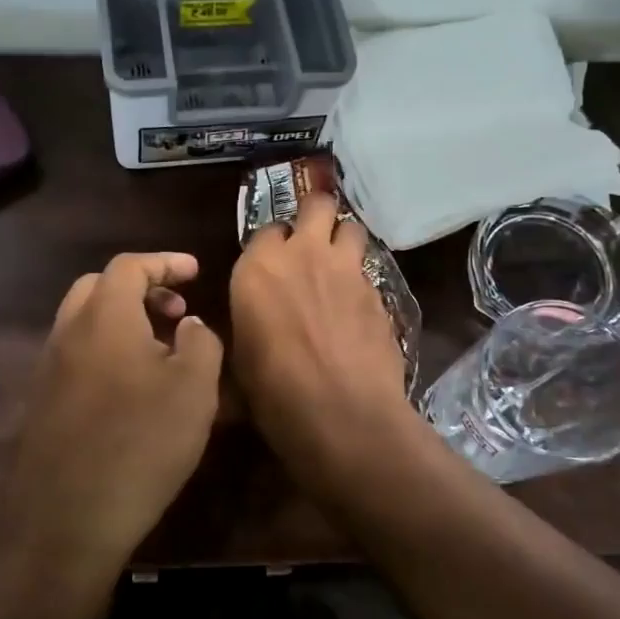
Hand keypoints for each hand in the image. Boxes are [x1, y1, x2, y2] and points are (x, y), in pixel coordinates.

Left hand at [0, 252, 222, 584]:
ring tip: (161, 349)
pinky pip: (78, 356)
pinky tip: (133, 388)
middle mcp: (68, 333)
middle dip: (141, 288)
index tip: (195, 271)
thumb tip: (190, 325)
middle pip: (100, 287)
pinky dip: (107, 350)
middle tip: (177, 311)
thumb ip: (201, 343)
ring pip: (86, 322)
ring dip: (123, 321)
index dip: (165, 262)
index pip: (130, 266)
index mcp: (104, 317)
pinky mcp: (43, 402)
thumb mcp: (193, 390)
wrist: (65, 519)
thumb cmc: (139, 444)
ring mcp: (49, 369)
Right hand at [230, 192, 416, 482]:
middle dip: (316, 213)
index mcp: (258, 268)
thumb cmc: (274, 392)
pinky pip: (368, 270)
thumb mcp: (240, 357)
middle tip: (313, 236)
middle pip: (317, 205)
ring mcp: (347, 270)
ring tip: (339, 264)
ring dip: (344, 240)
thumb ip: (247, 321)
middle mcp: (303, 255)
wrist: (342, 413)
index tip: (272, 262)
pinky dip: (361, 279)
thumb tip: (252, 321)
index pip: (266, 229)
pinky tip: (357, 307)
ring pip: (352, 228)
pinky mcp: (379, 291)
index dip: (272, 244)